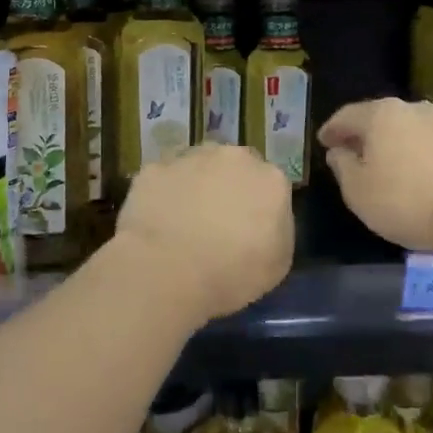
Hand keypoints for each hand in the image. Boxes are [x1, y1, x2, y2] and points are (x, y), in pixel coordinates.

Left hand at [115, 145, 294, 324]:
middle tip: (216, 220)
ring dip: (195, 183)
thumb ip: (277, 227)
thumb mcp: (278, 263)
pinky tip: (157, 219)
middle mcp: (233, 157)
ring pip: (197, 164)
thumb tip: (264, 217)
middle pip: (235, 165)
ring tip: (183, 219)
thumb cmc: (232, 275)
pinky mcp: (155, 168)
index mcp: (270, 179)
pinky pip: (163, 177)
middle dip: (228, 185)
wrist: (168, 272)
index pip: (269, 183)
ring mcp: (191, 157)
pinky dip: (163, 192)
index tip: (248, 227)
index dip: (258, 205)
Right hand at [320, 98, 432, 256]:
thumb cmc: (405, 200)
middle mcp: (410, 108)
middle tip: (346, 151)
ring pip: (401, 129)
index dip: (331, 129)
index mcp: (380, 113)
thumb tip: (340, 151)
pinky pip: (421, 143)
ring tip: (376, 164)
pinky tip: (405, 172)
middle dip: (360, 134)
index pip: (346, 115)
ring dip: (386, 144)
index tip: (322, 142)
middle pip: (376, 118)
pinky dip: (407, 153)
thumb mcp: (357, 190)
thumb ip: (342, 166)